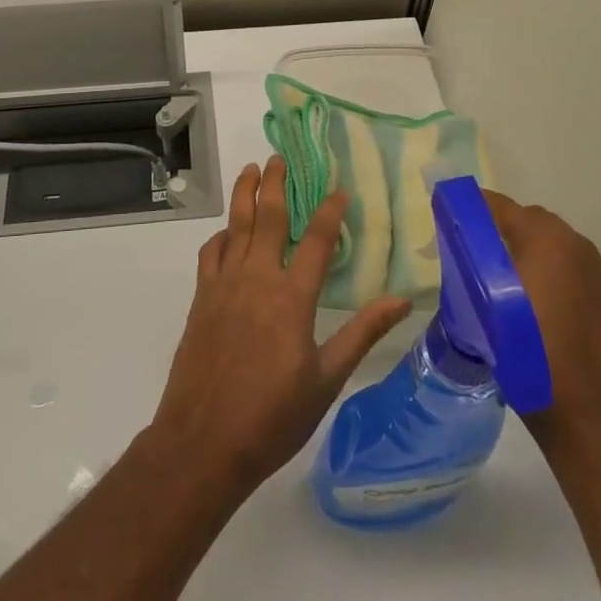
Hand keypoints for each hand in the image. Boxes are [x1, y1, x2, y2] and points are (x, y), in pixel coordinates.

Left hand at [148, 157, 411, 501]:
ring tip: (250, 170)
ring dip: (243, 196)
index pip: (315, 240)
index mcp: (291, 298)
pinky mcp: (200, 301)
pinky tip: (226, 233)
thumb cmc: (272, 416)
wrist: (202, 443)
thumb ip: (362, 333)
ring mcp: (223, 288)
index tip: (339, 189)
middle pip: (267, 219)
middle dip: (276, 184)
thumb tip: (401, 299)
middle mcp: (256, 280)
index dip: (329, 211)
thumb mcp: (327, 379)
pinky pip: (210, 255)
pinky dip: (220, 236)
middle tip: (280, 157)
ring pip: (234, 228)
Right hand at [484, 191, 600, 459]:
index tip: (451, 214)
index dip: (474, 206)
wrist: (586, 409)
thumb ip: (475, 261)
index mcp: (547, 240)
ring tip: (511, 284)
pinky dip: (558, 275)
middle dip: (505, 230)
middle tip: (479, 255)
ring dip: (534, 253)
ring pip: (558, 246)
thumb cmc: (528, 353)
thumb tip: (463, 236)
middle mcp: (579, 246)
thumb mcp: (486, 304)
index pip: (502, 207)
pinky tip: (543, 307)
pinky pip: (577, 271)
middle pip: (533, 221)